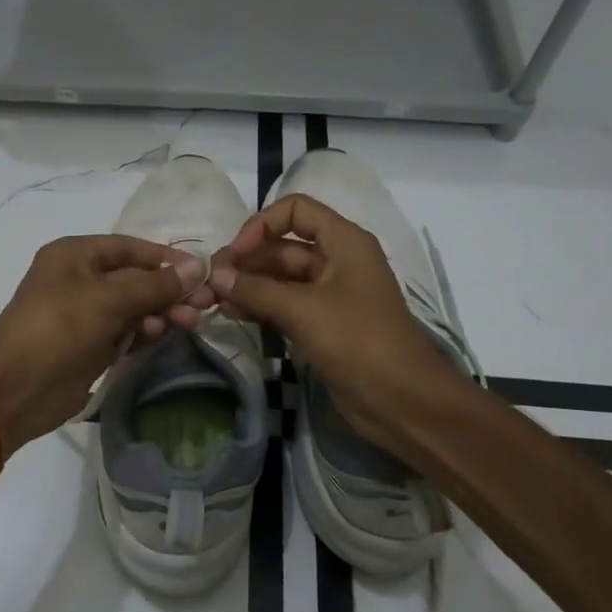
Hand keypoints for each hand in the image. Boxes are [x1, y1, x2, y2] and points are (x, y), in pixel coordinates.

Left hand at [0, 236, 211, 449]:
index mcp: (75, 255)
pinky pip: (126, 332)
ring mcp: (84, 314)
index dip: (165, 258)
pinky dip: (144, 333)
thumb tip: (197, 267)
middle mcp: (79, 279)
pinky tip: (161, 336)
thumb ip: (155, 285)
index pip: (129, 248)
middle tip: (203, 305)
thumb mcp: (108, 301)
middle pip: (135, 278)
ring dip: (161, 313)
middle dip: (168, 290)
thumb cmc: (58, 330)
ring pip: (134, 307)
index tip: (201, 271)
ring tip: (188, 324)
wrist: (15, 390)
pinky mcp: (90, 345)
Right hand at [210, 195, 460, 456]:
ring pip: (280, 279)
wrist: (401, 400)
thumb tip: (215, 274)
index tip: (235, 254)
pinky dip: (260, 306)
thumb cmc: (358, 342)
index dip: (261, 225)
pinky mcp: (322, 325)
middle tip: (210, 282)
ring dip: (248, 285)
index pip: (295, 211)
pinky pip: (285, 305)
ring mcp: (329, 295)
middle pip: (283, 247)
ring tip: (213, 300)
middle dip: (247, 261)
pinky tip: (232, 314)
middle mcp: (337, 261)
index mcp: (344, 242)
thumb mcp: (304, 310)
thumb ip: (256, 289)